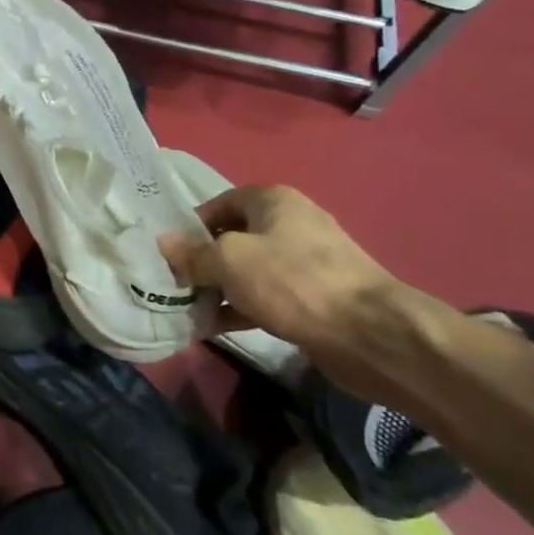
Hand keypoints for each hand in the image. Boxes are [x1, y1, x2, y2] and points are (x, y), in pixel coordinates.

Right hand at [162, 185, 411, 402]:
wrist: (369, 333)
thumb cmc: (293, 281)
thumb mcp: (230, 261)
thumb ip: (193, 253)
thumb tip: (164, 243)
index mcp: (273, 201)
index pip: (219, 204)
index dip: (191, 227)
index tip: (169, 254)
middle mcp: (290, 224)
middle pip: (232, 238)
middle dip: (201, 262)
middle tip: (174, 284)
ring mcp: (304, 263)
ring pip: (247, 271)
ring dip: (218, 289)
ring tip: (188, 310)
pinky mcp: (312, 298)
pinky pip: (265, 297)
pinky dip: (239, 309)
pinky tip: (214, 328)